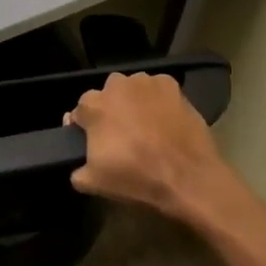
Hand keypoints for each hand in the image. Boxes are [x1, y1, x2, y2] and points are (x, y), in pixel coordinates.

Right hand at [67, 72, 244, 228]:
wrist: (187, 177)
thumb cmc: (136, 177)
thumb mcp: (94, 183)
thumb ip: (77, 171)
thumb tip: (78, 165)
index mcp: (92, 105)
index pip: (80, 112)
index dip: (85, 128)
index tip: (93, 142)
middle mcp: (115, 85)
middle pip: (106, 96)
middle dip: (110, 111)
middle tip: (121, 135)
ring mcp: (145, 82)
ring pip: (132, 90)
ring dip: (134, 103)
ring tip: (146, 127)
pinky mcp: (171, 85)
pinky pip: (157, 90)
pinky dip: (158, 101)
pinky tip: (165, 120)